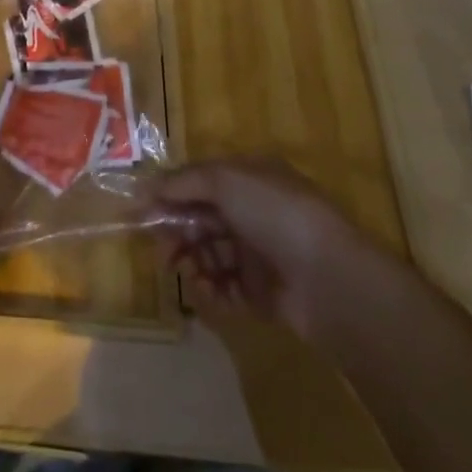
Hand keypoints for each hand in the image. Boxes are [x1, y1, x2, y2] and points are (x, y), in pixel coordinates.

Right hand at [150, 157, 359, 340]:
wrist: (331, 281)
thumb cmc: (275, 215)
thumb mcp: (224, 181)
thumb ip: (182, 182)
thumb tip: (143, 188)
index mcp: (249, 178)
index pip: (200, 182)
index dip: (170, 194)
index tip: (141, 212)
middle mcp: (254, 211)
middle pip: (203, 219)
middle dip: (177, 231)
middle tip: (160, 249)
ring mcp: (261, 253)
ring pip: (212, 254)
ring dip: (191, 261)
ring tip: (182, 273)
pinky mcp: (264, 293)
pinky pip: (228, 288)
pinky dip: (212, 290)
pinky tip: (204, 291)